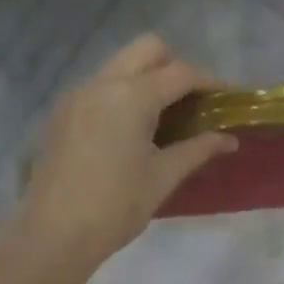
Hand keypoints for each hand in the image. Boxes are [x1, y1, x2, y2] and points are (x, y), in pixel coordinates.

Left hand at [19, 35, 237, 256]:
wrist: (54, 234)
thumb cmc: (116, 205)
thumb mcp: (163, 177)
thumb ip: (198, 149)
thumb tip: (229, 139)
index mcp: (132, 96)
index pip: (180, 72)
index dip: (209, 82)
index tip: (227, 98)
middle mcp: (102, 83)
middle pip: (147, 49)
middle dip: (175, 66)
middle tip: (191, 101)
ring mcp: (77, 95)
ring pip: (120, 65)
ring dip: (147, 78)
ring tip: (164, 116)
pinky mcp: (62, 113)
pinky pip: (100, 86)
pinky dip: (123, 93)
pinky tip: (131, 129)